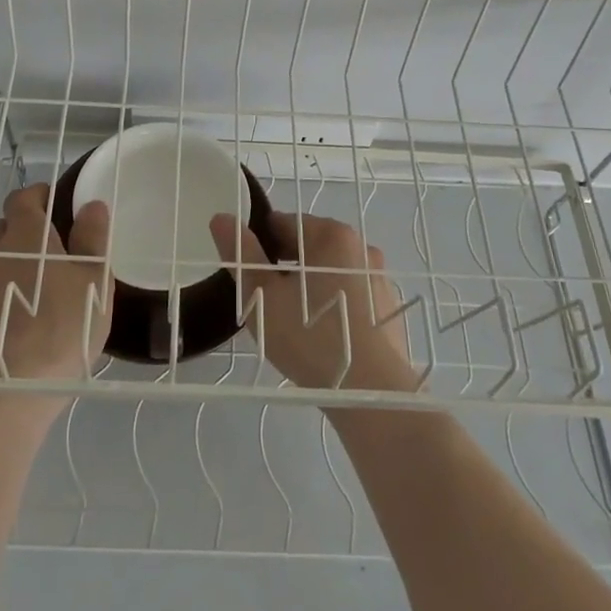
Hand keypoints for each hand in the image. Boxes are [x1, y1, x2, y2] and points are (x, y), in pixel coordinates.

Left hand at [0, 185, 112, 384]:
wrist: (9, 392)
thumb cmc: (63, 328)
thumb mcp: (94, 282)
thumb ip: (93, 239)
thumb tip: (91, 205)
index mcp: (26, 234)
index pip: (23, 197)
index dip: (40, 197)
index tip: (58, 208)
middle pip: (6, 226)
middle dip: (26, 231)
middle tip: (54, 253)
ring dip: (11, 263)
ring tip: (36, 289)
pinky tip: (17, 316)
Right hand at [209, 211, 417, 393]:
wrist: (371, 392)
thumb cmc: (310, 336)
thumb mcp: (261, 295)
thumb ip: (241, 254)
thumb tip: (222, 218)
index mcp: (331, 234)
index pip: (282, 223)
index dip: (259, 246)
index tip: (249, 276)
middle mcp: (360, 246)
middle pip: (309, 245)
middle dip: (284, 268)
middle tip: (267, 304)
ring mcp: (379, 278)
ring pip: (330, 272)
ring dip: (309, 287)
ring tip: (293, 324)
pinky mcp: (389, 309)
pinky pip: (350, 296)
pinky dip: (332, 306)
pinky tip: (323, 338)